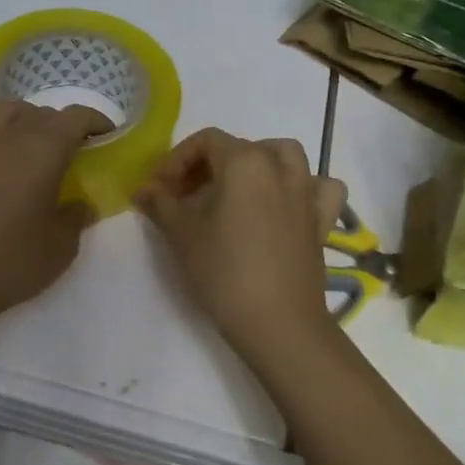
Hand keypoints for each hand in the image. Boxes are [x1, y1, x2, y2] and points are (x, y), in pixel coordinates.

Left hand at [0, 89, 109, 335]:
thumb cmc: (10, 265)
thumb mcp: (61, 248)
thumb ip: (76, 219)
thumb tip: (81, 204)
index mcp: (43, 153)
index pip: (76, 119)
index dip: (95, 121)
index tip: (107, 135)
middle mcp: (8, 140)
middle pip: (40, 114)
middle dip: (62, 125)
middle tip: (73, 149)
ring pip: (0, 113)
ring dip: (22, 114)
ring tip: (32, 128)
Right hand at [135, 129, 345, 359]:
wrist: (278, 323)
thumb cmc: (224, 272)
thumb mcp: (182, 235)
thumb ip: (161, 204)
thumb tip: (144, 190)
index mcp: (245, 162)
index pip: (206, 141)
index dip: (176, 160)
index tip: (159, 189)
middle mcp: (280, 167)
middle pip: (241, 147)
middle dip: (208, 165)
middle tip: (185, 196)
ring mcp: (306, 193)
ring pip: (286, 157)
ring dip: (260, 163)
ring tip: (237, 189)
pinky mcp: (321, 222)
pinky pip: (319, 189)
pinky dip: (306, 188)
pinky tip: (288, 204)